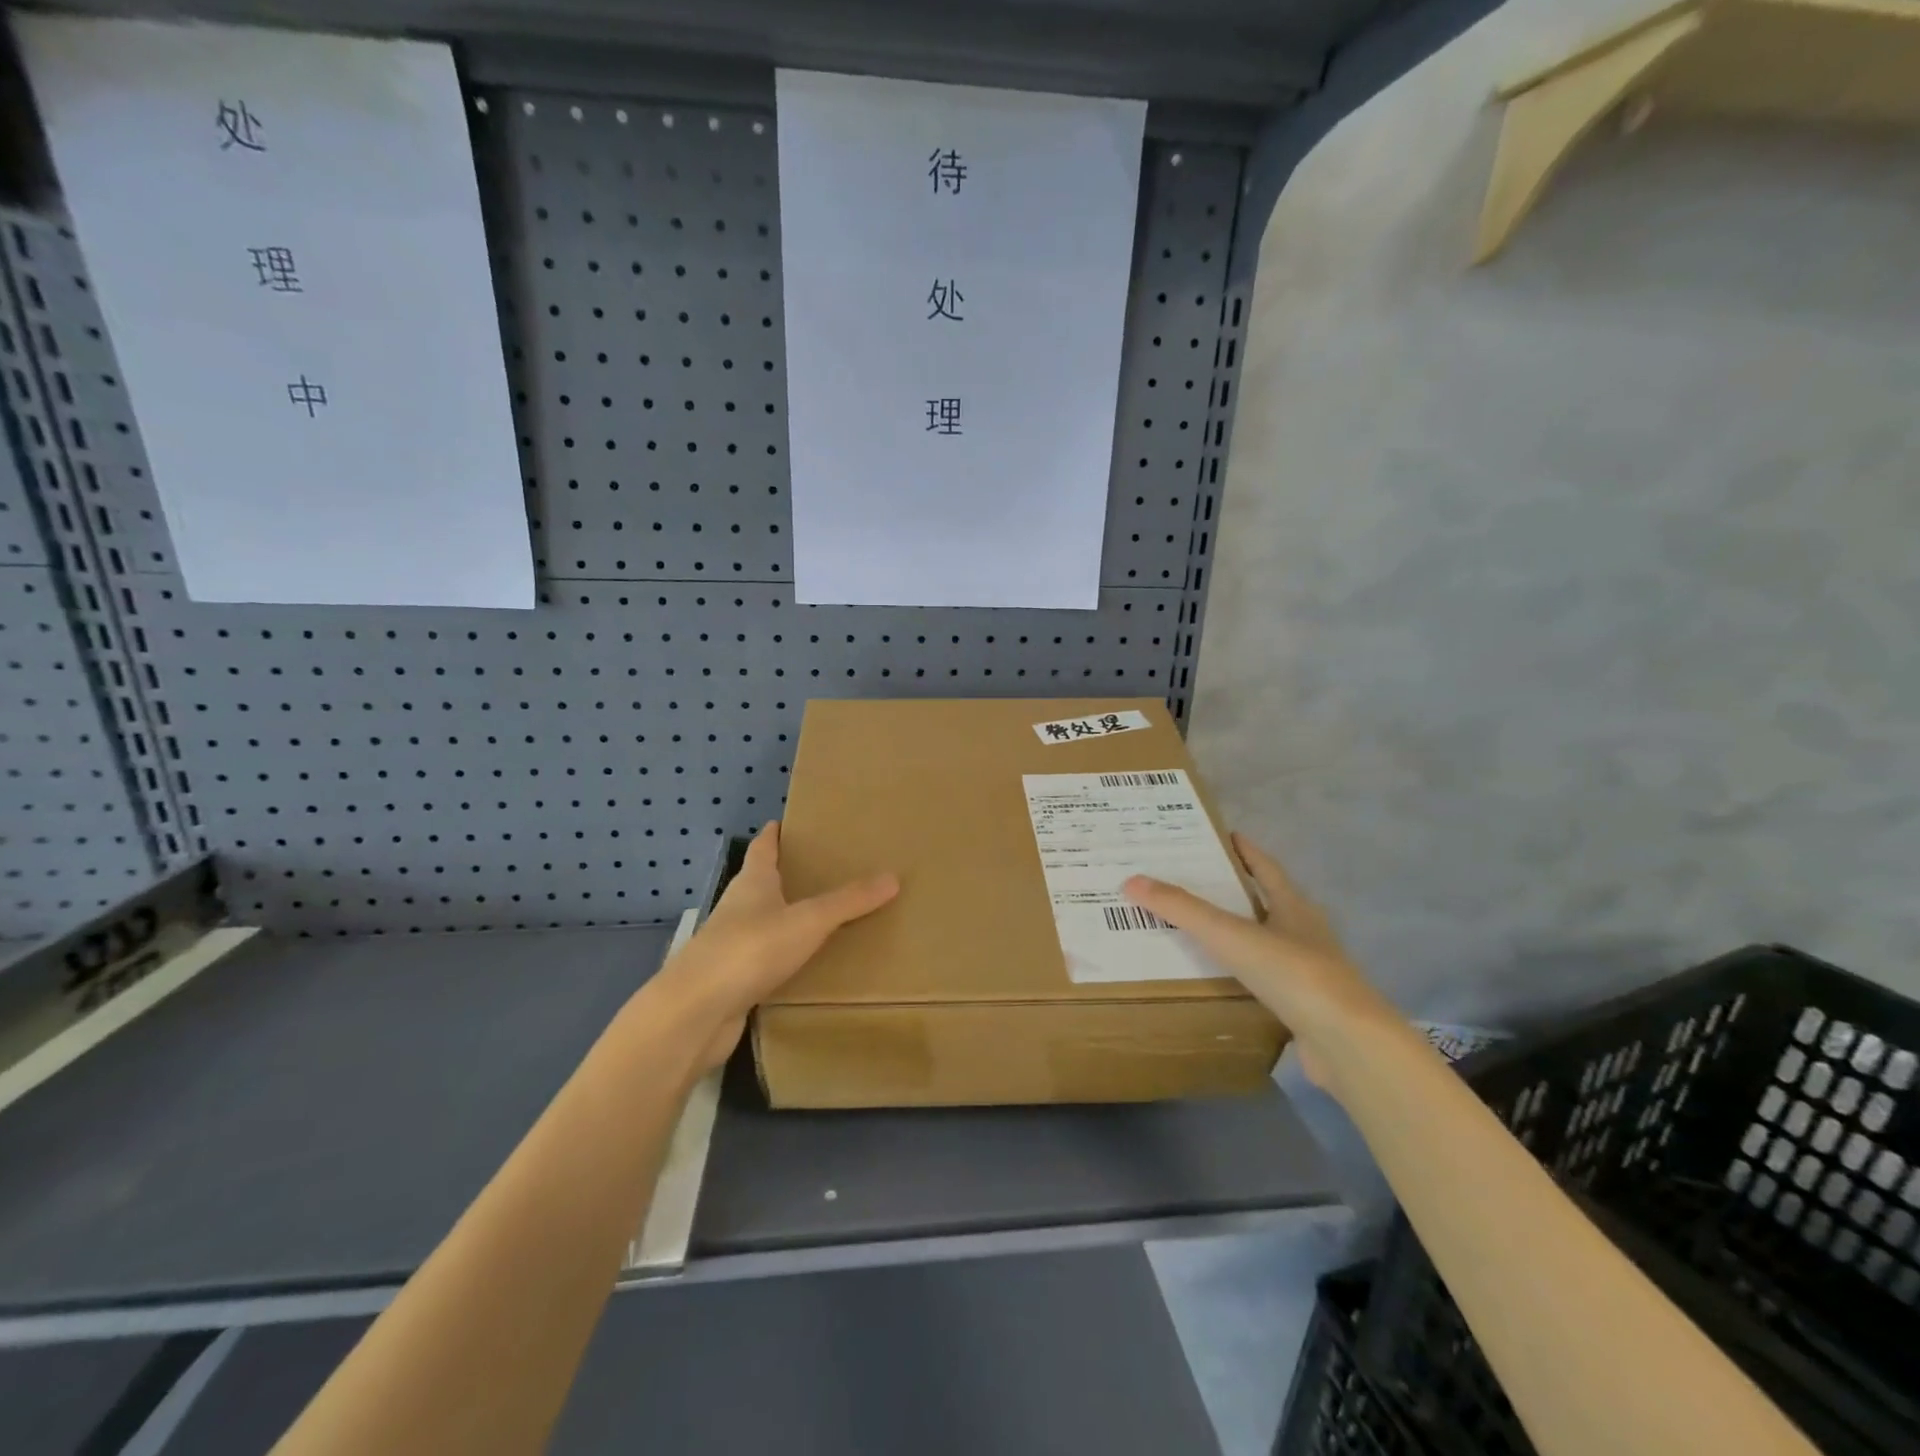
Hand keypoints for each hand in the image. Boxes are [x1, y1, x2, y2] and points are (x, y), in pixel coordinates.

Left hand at [652, 821, 898, 1072]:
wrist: (695, 1013)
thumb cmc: (750, 950)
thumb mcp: (808, 920)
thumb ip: (849, 901)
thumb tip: (893, 877)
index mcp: (752, 883)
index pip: (763, 847)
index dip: (775, 834)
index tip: (789, 822)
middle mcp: (738, 908)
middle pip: (762, 882)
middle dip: (788, 874)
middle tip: (824, 868)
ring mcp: (731, 945)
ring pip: (763, 922)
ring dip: (786, 917)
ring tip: (823, 915)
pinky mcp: (732, 980)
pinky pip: (764, 959)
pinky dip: (784, 956)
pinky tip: (806, 964)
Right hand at [1123, 833, 1390, 1090]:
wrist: (1348, 1043)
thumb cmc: (1293, 974)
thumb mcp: (1231, 935)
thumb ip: (1183, 909)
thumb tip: (1132, 880)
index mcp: (1294, 907)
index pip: (1266, 868)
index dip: (1245, 851)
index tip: (1223, 836)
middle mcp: (1306, 933)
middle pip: (1268, 902)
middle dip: (1236, 890)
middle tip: (1193, 881)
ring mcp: (1310, 972)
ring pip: (1268, 942)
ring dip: (1240, 933)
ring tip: (1199, 928)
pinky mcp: (1307, 1007)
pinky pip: (1268, 980)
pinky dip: (1245, 974)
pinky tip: (1223, 980)